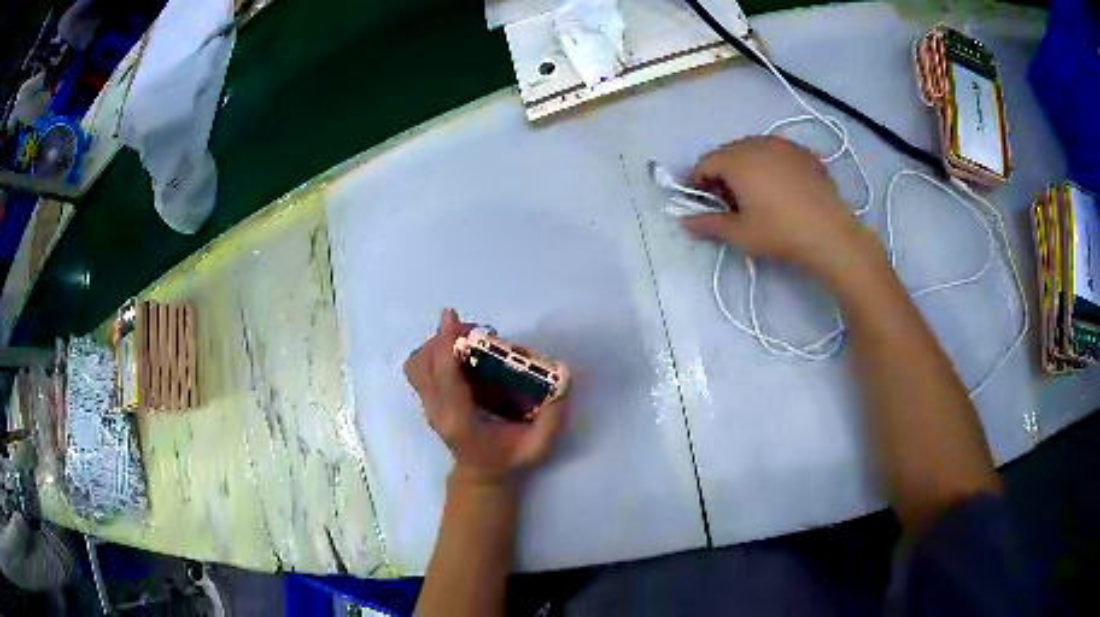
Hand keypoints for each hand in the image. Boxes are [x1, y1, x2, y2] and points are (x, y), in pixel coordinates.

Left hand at [404, 309, 566, 485]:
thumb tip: (564, 378)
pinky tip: (458, 355)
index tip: (453, 318)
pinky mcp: (428, 402)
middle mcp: (437, 412)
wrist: (482, 476)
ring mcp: (429, 407)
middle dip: (440, 340)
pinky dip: (433, 354)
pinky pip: (420, 370)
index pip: (445, 378)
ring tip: (464, 341)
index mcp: (460, 421)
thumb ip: (553, 417)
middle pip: (420, 366)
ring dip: (435, 346)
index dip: (445, 344)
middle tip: (472, 333)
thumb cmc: (510, 460)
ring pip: (416, 366)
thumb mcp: (538, 446)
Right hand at [681, 136, 880, 283]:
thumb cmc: (780, 233)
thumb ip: (708, 224)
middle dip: (722, 173)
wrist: (831, 235)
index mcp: (737, 160)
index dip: (697, 182)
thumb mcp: (740, 234)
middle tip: (728, 201)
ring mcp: (784, 146)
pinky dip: (770, 165)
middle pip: (728, 152)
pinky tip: (780, 188)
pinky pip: (777, 153)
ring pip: (754, 149)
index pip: (705, 162)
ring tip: (755, 193)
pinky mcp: (805, 154)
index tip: (701, 202)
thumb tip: (684, 221)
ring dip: (746, 166)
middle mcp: (758, 144)